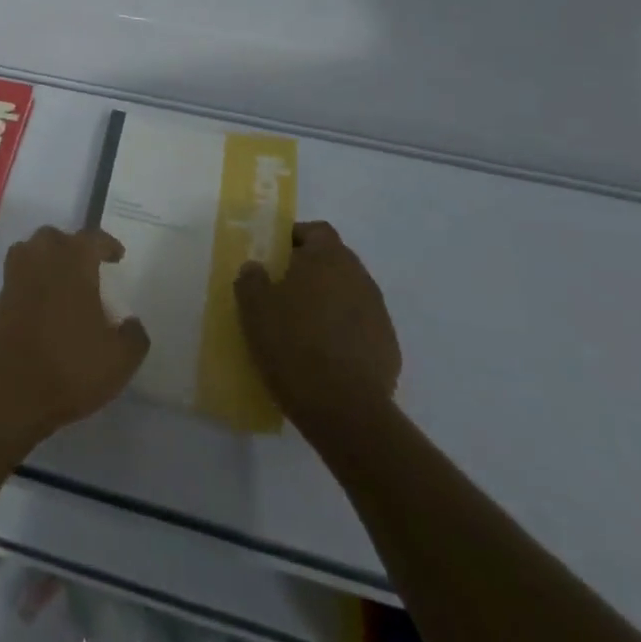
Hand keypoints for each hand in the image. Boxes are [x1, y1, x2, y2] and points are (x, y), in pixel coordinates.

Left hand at [0, 226, 149, 450]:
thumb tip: (131, 323)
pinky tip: (45, 303)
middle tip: (88, 267)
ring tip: (63, 280)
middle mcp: (43, 258)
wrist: (10, 390)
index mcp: (74, 261)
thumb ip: (133, 336)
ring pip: (32, 251)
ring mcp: (17, 276)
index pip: (93, 238)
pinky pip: (19, 275)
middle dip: (72, 247)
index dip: (107, 245)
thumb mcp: (119, 359)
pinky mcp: (0, 299)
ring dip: (47, 258)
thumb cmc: (70, 365)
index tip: (117, 256)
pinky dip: (32, 280)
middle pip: (56, 237)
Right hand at [235, 220, 400, 427]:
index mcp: (328, 258)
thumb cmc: (293, 345)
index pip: (316, 230)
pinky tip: (323, 356)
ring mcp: (379, 313)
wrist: (344, 411)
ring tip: (302, 327)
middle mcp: (359, 277)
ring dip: (328, 302)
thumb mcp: (254, 308)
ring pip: (348, 294)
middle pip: (334, 260)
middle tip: (282, 291)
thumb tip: (257, 268)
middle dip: (310, 271)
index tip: (275, 256)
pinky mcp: (388, 347)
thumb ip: (251, 278)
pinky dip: (343, 332)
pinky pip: (360, 327)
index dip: (295, 238)